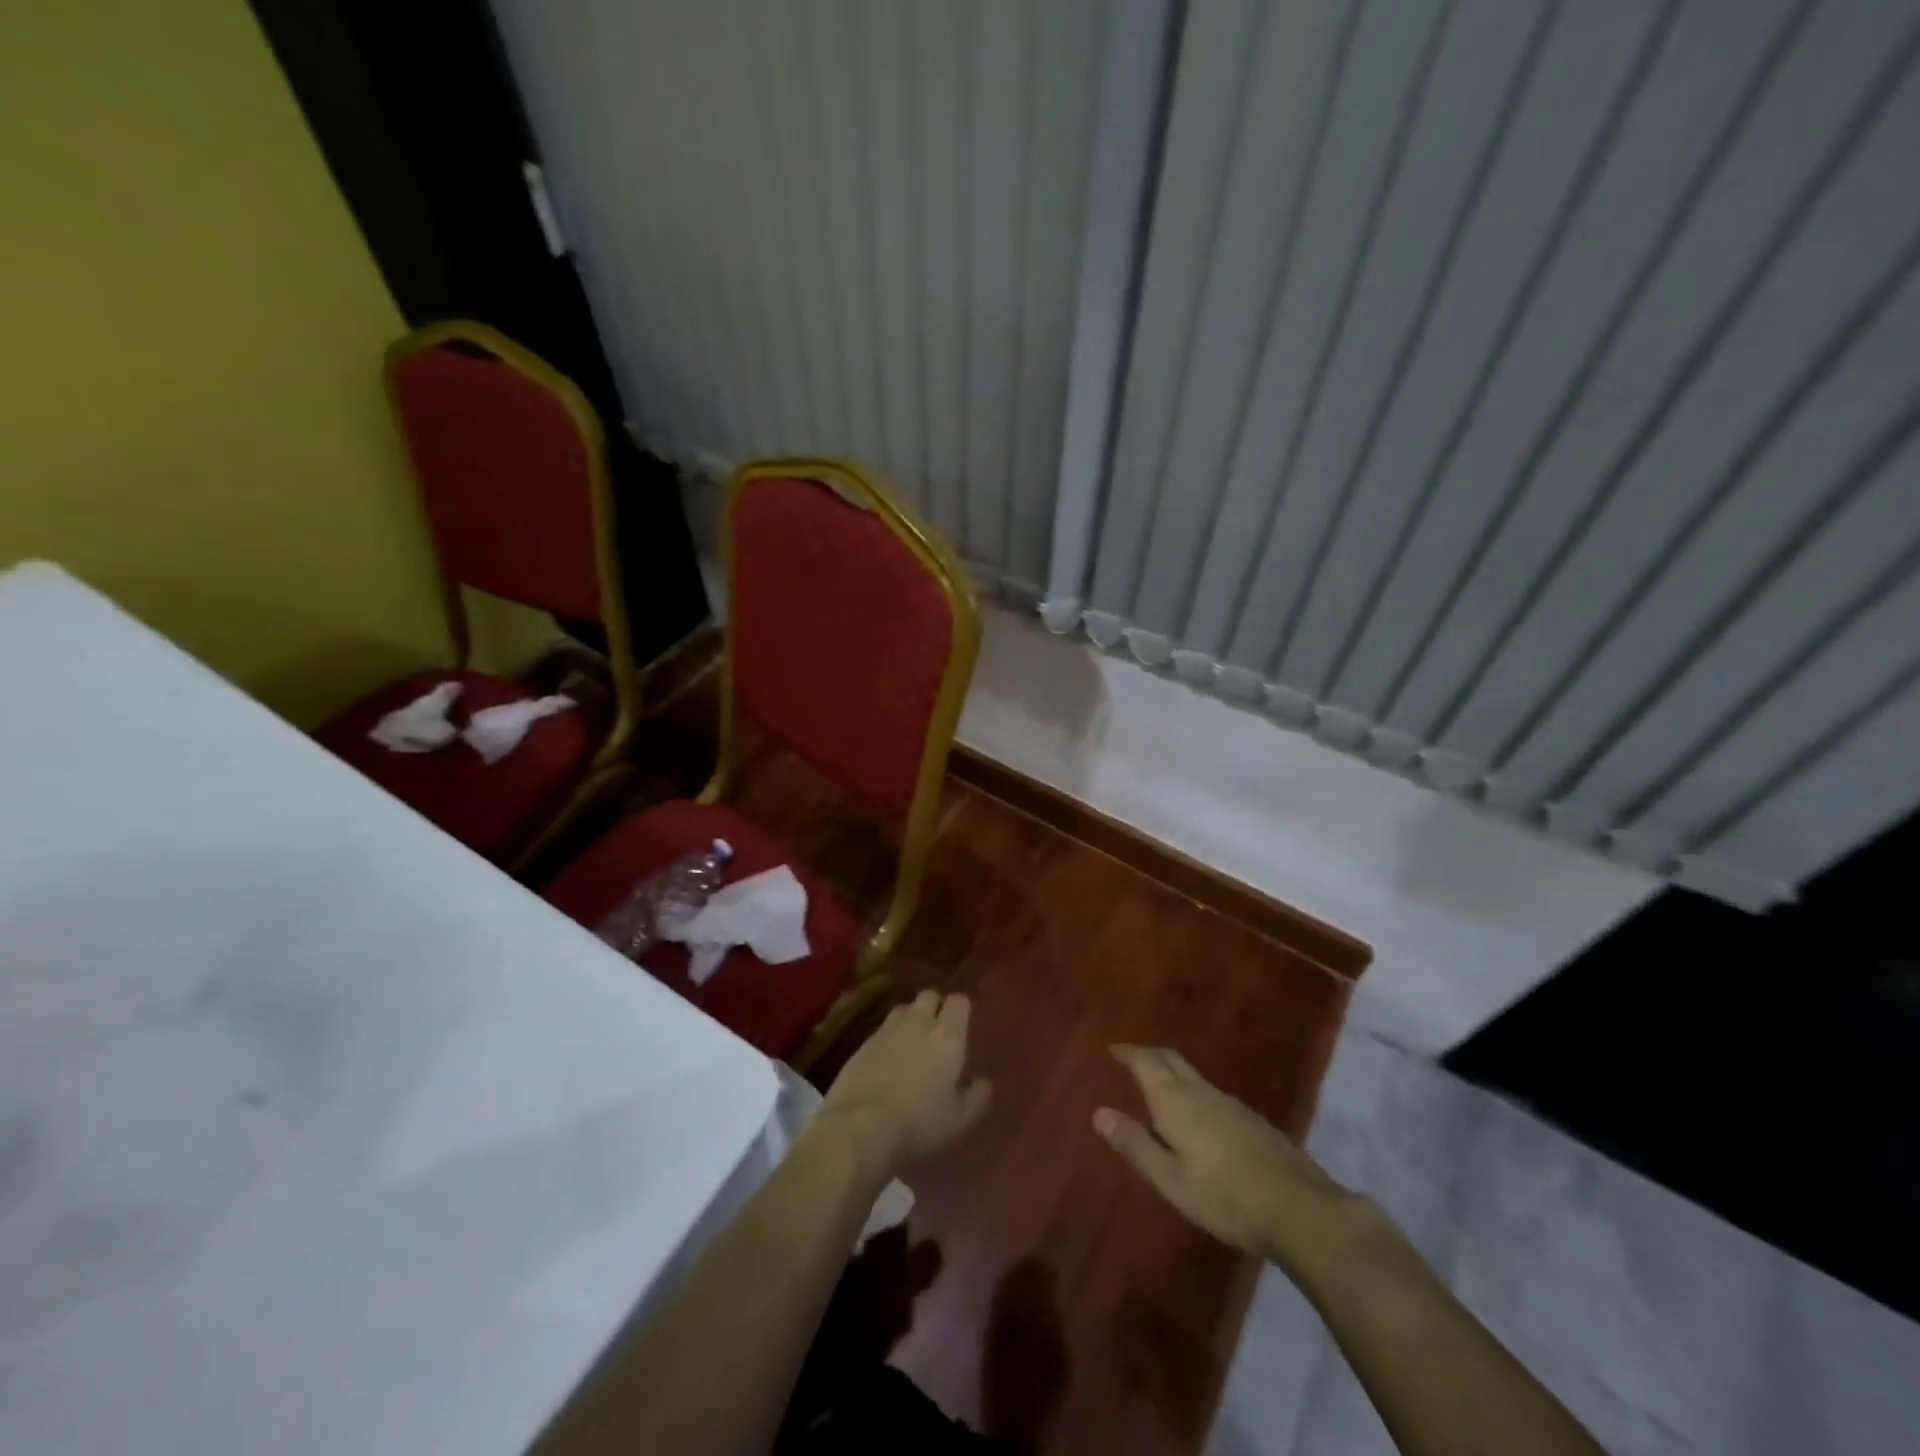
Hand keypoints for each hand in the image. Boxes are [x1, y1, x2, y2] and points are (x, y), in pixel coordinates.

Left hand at [819, 991, 991, 1174]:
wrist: (860, 1127)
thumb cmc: (919, 1123)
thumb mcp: (959, 1120)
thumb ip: (977, 1097)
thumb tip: (983, 1083)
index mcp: (947, 1037)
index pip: (959, 1002)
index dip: (961, 1010)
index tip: (962, 1026)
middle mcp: (918, 1024)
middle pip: (928, 996)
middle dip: (935, 1007)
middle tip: (938, 1031)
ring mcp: (886, 1031)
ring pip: (902, 1009)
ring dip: (910, 1019)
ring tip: (911, 1042)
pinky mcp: (862, 1045)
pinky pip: (880, 1030)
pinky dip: (887, 1038)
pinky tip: (886, 1060)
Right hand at [1095, 1044, 1357, 1264]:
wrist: (1298, 1208)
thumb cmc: (1224, 1196)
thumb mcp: (1170, 1179)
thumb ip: (1135, 1144)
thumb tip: (1099, 1113)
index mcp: (1176, 1101)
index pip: (1146, 1062)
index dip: (1128, 1053)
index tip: (1113, 1048)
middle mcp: (1202, 1092)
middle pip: (1171, 1060)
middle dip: (1149, 1054)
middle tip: (1132, 1057)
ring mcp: (1231, 1104)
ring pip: (1194, 1076)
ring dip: (1172, 1072)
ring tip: (1160, 1084)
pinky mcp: (1253, 1121)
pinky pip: (1212, 1093)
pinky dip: (1193, 1091)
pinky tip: (1199, 1115)